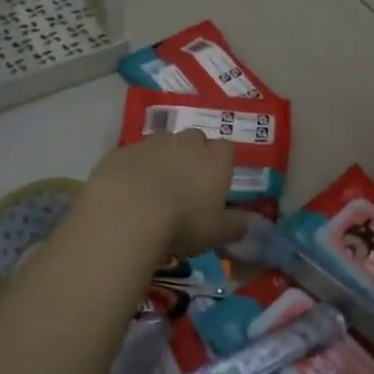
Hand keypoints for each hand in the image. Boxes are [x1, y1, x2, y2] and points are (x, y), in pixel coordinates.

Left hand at [80, 130, 250, 259]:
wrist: (126, 212)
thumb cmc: (183, 223)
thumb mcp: (217, 233)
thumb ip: (236, 226)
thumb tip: (251, 223)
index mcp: (215, 159)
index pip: (227, 149)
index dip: (222, 163)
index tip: (216, 182)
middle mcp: (186, 142)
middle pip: (195, 139)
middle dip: (192, 155)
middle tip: (186, 184)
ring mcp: (152, 143)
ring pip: (162, 144)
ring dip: (162, 159)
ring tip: (154, 188)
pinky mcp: (122, 150)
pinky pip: (133, 155)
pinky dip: (134, 168)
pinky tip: (127, 191)